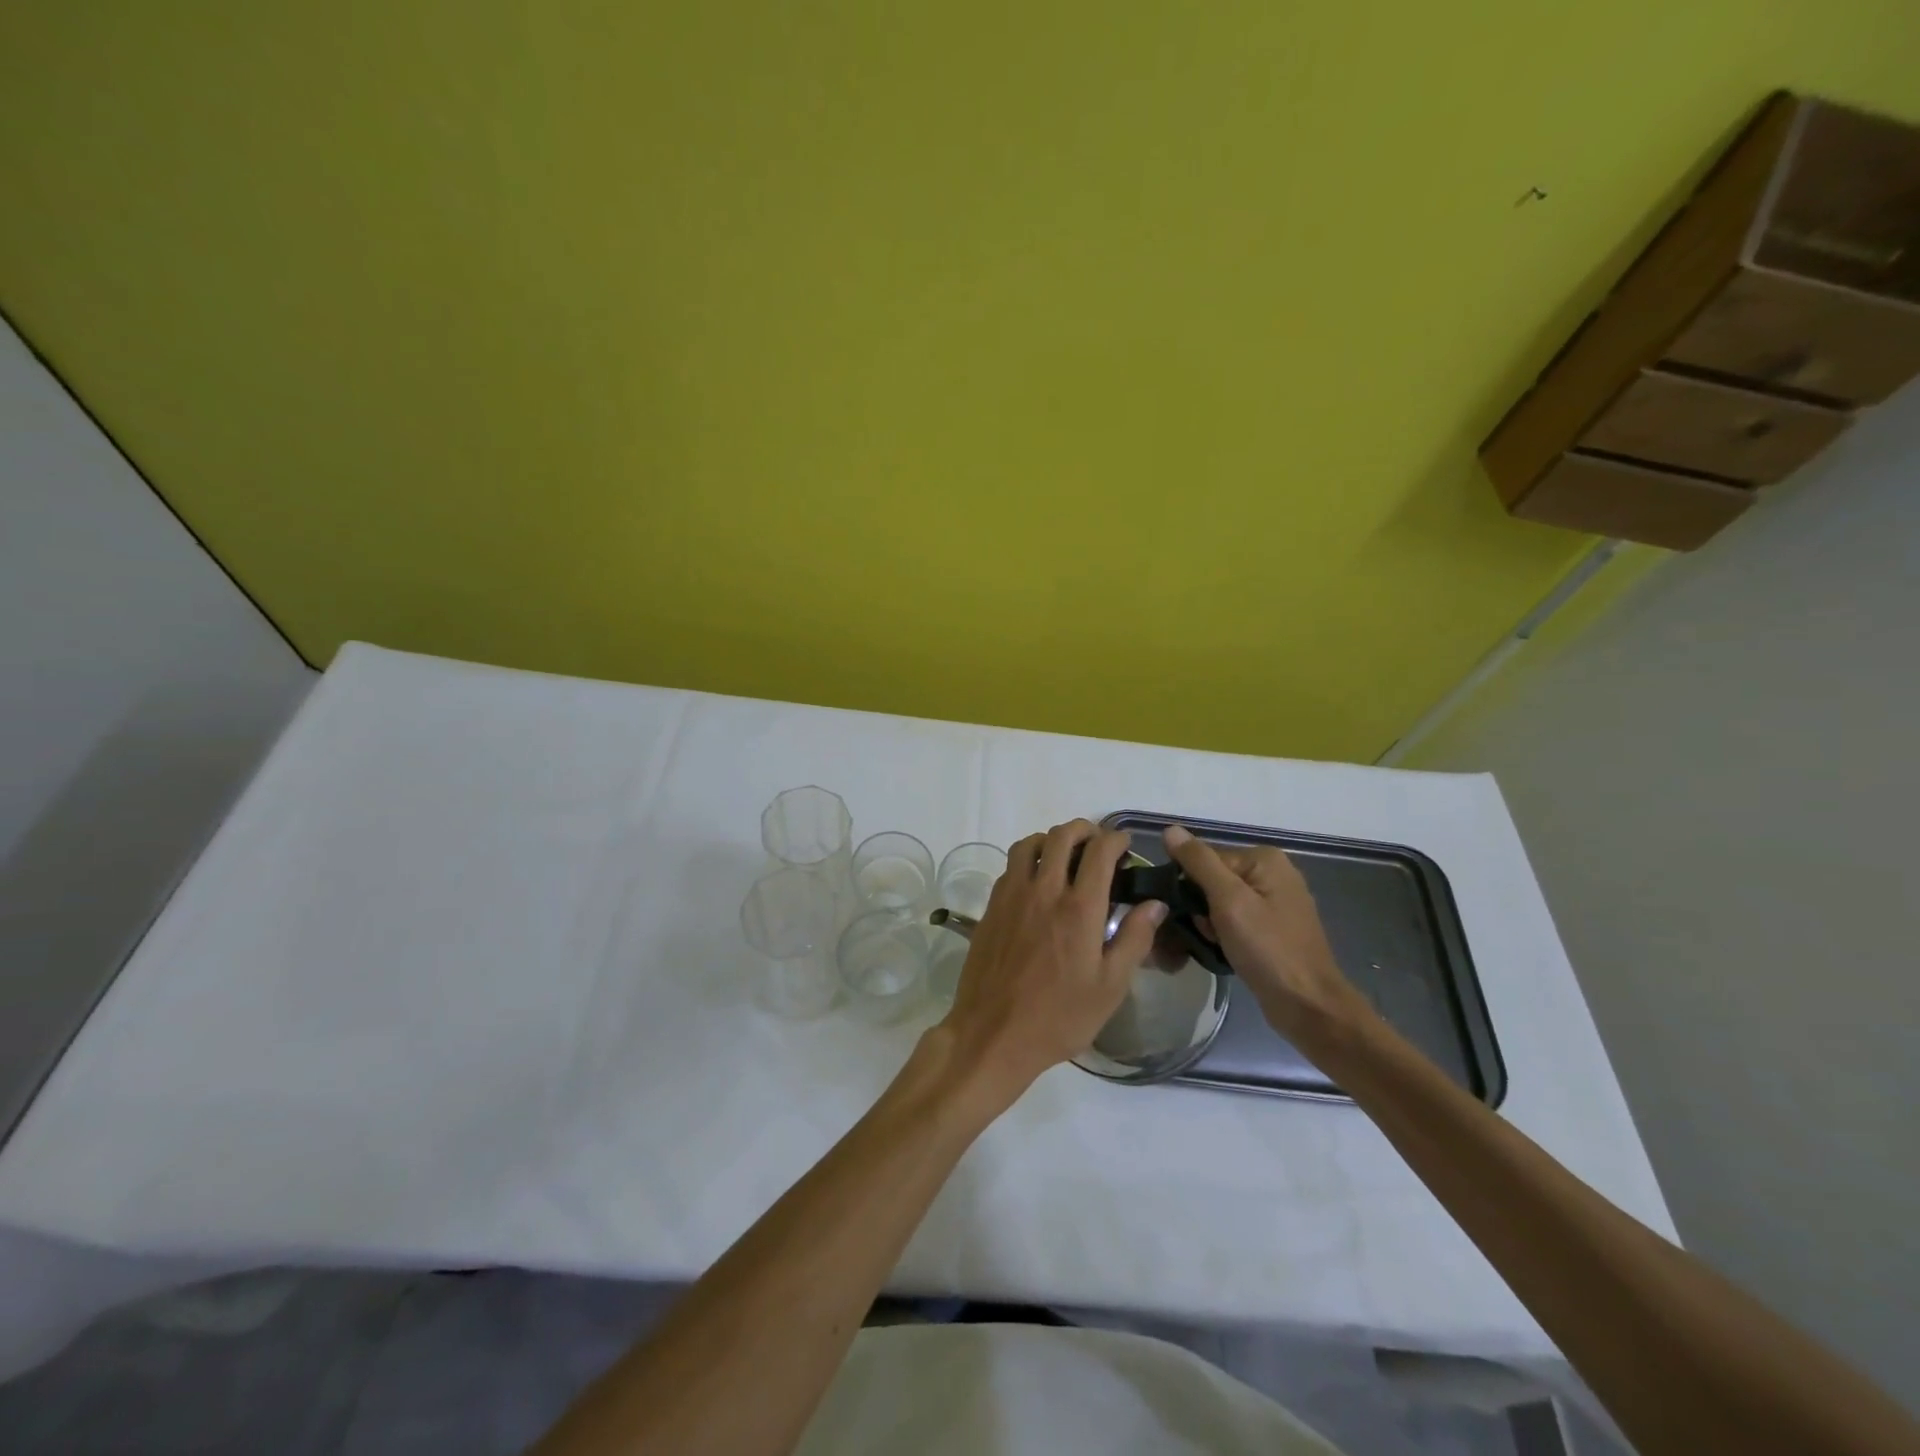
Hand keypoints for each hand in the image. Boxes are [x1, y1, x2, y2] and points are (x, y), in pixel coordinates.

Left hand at [939, 820, 1166, 1103]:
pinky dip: (1027, 860)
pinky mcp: (991, 907)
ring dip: (1051, 840)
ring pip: (1029, 844)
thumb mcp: (1110, 987)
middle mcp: (1043, 891)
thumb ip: (1135, 939)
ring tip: (1065, 856)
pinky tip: (1036, 882)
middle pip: (1061, 836)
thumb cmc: (1059, 1017)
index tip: (1125, 845)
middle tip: (1097, 844)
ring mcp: (1012, 896)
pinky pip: (1010, 867)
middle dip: (1084, 830)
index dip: (1116, 839)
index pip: (1099, 852)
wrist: (993, 1034)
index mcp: (1079, 908)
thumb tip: (1155, 903)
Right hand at [1162, 825, 1368, 1044]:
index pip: (1204, 859)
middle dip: (1199, 907)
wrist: (1308, 1006)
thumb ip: (1198, 862)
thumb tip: (1170, 829)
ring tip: (1214, 946)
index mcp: (1264, 859)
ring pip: (1220, 903)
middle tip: (1205, 933)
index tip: (1187, 913)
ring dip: (1208, 924)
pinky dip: (1223, 934)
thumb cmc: (1268, 949)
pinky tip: (1223, 951)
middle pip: (1212, 879)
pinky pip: (1235, 920)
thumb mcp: (1228, 901)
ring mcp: (1275, 902)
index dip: (1188, 885)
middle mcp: (1272, 873)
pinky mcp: (1273, 928)